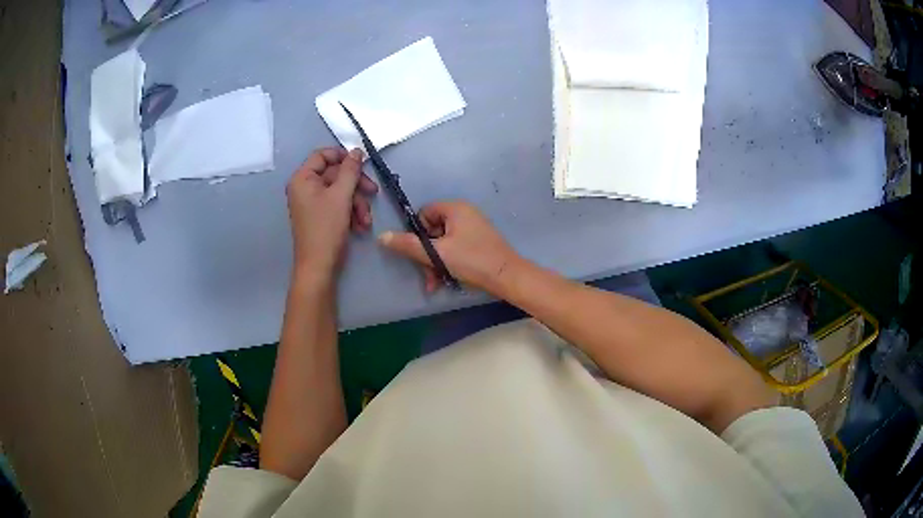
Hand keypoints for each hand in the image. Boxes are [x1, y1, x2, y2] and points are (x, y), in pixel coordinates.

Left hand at [287, 147, 377, 277]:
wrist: (319, 266)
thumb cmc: (326, 228)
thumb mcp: (341, 195)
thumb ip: (350, 170)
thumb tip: (357, 151)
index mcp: (303, 178)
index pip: (322, 155)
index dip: (342, 156)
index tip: (362, 163)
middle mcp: (305, 187)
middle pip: (335, 174)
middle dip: (356, 186)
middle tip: (373, 191)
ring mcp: (313, 203)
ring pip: (341, 191)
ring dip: (357, 203)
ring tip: (366, 219)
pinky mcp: (321, 216)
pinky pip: (339, 205)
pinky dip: (351, 213)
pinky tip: (361, 226)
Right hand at [377, 201, 520, 293]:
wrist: (507, 277)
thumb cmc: (472, 260)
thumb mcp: (437, 254)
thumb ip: (408, 245)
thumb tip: (382, 236)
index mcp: (455, 208)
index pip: (424, 213)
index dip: (418, 233)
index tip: (420, 252)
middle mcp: (465, 214)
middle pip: (433, 231)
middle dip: (426, 255)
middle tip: (426, 275)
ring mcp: (473, 228)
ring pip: (443, 243)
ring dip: (435, 264)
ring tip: (434, 284)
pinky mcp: (478, 243)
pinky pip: (455, 249)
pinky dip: (448, 263)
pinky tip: (445, 281)